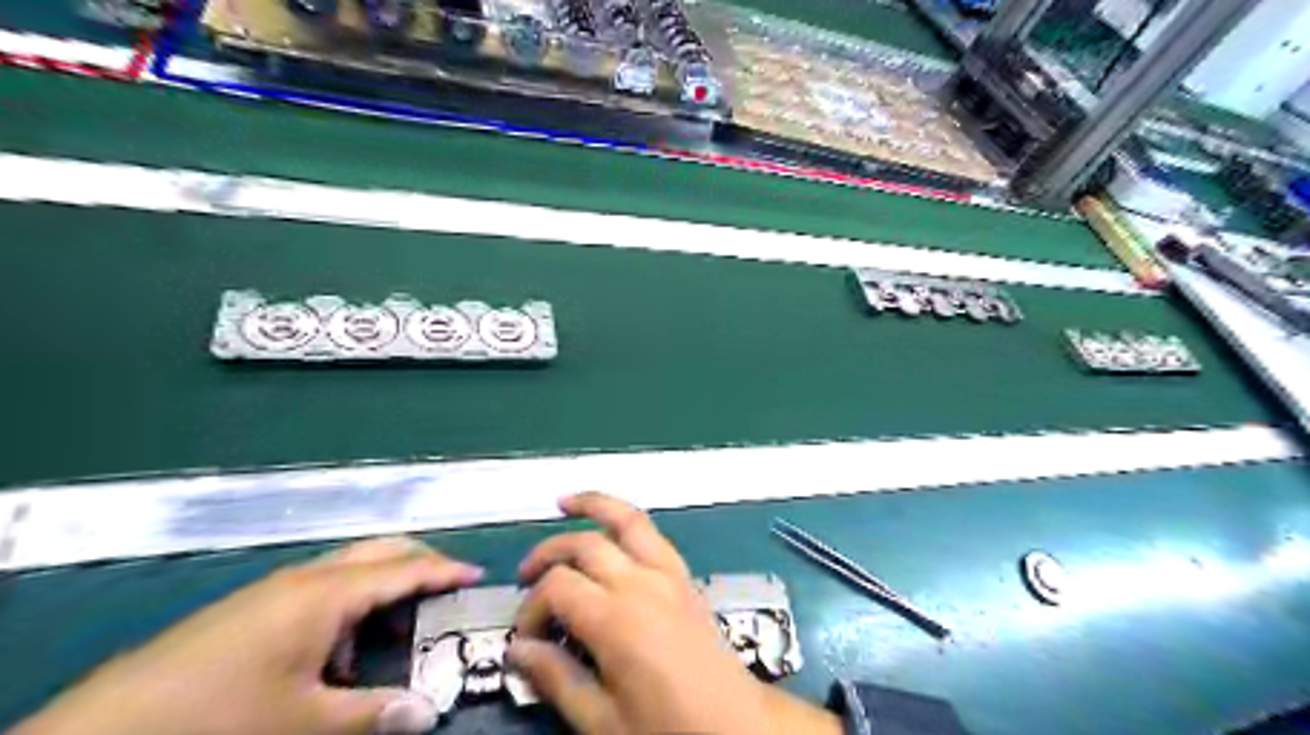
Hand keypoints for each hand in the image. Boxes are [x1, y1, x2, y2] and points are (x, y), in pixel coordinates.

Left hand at [13, 535, 480, 733]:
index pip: (404, 569)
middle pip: (378, 551)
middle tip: (447, 588)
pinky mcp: (249, 607)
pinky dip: (346, 607)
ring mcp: (273, 588)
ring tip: (393, 630)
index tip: (477, 575)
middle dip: (419, 563)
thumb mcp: (303, 723)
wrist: (99, 733)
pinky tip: (335, 653)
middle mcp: (305, 578)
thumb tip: (429, 713)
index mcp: (326, 594)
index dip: (445, 570)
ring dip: (380, 588)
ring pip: (348, 569)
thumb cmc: (218, 718)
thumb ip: (372, 713)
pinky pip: (317, 590)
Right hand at [509, 493, 838, 733]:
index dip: (531, 608)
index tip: (524, 639)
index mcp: (616, 619)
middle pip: (584, 545)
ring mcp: (667, 573)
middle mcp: (640, 583)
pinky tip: (611, 526)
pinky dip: (627, 519)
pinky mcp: (684, 575)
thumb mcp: (603, 720)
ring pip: (627, 520)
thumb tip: (517, 650)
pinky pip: (653, 533)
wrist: (735, 725)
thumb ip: (557, 678)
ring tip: (565, 502)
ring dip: (594, 505)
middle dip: (547, 554)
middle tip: (525, 576)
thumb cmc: (667, 727)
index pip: (557, 587)